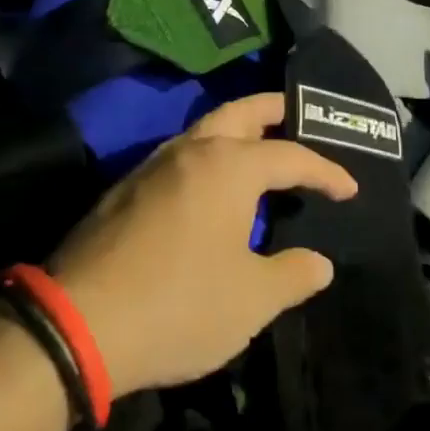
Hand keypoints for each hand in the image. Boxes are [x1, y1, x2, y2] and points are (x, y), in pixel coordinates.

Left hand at [49, 92, 357, 396]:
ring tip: (258, 149)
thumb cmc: (180, 304)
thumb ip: (292, 274)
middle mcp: (190, 151)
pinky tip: (209, 188)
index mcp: (228, 166)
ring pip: (202, 130)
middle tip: (298, 113)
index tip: (349, 190)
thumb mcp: (251, 299)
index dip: (325, 171)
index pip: (290, 156)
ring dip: (234, 131)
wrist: (80, 321)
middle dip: (272, 109)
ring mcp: (151, 166)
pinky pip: (178, 157)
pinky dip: (205, 156)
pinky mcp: (124, 189)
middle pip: (238, 113)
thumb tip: (319, 262)